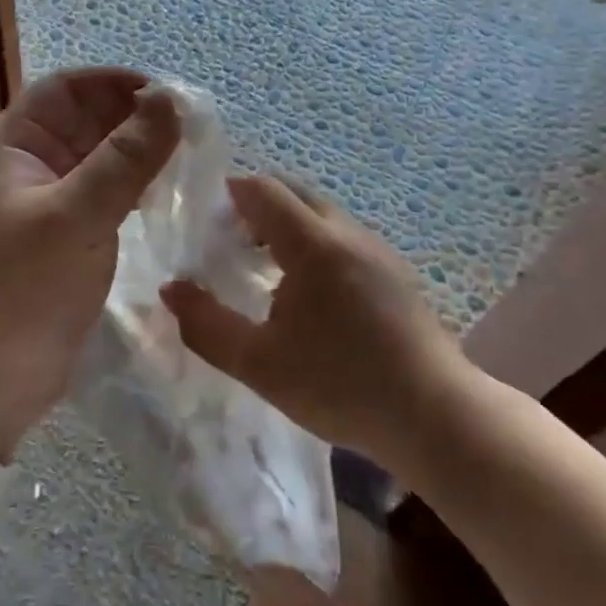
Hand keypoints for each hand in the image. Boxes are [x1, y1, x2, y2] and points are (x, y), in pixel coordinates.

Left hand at [0, 68, 180, 461]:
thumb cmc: (22, 289)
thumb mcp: (75, 217)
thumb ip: (124, 158)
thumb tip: (171, 100)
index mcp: (14, 145)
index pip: (66, 89)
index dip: (115, 82)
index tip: (170, 94)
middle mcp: (30, 164)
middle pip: (87, 120)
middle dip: (136, 117)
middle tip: (195, 127)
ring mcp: (51, 201)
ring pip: (102, 157)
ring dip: (141, 152)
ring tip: (192, 156)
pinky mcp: (70, 235)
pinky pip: (108, 193)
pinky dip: (137, 186)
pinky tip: (169, 194)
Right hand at [160, 175, 471, 468]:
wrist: (435, 415)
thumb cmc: (339, 385)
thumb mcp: (258, 363)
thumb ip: (206, 324)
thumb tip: (171, 290)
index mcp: (313, 244)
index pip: (263, 190)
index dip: (230, 193)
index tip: (207, 220)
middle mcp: (347, 233)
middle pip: (294, 192)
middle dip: (257, 205)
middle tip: (229, 241)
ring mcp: (377, 249)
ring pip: (322, 214)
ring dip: (288, 224)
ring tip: (263, 266)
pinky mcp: (395, 271)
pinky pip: (343, 236)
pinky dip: (314, 242)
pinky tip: (309, 291)